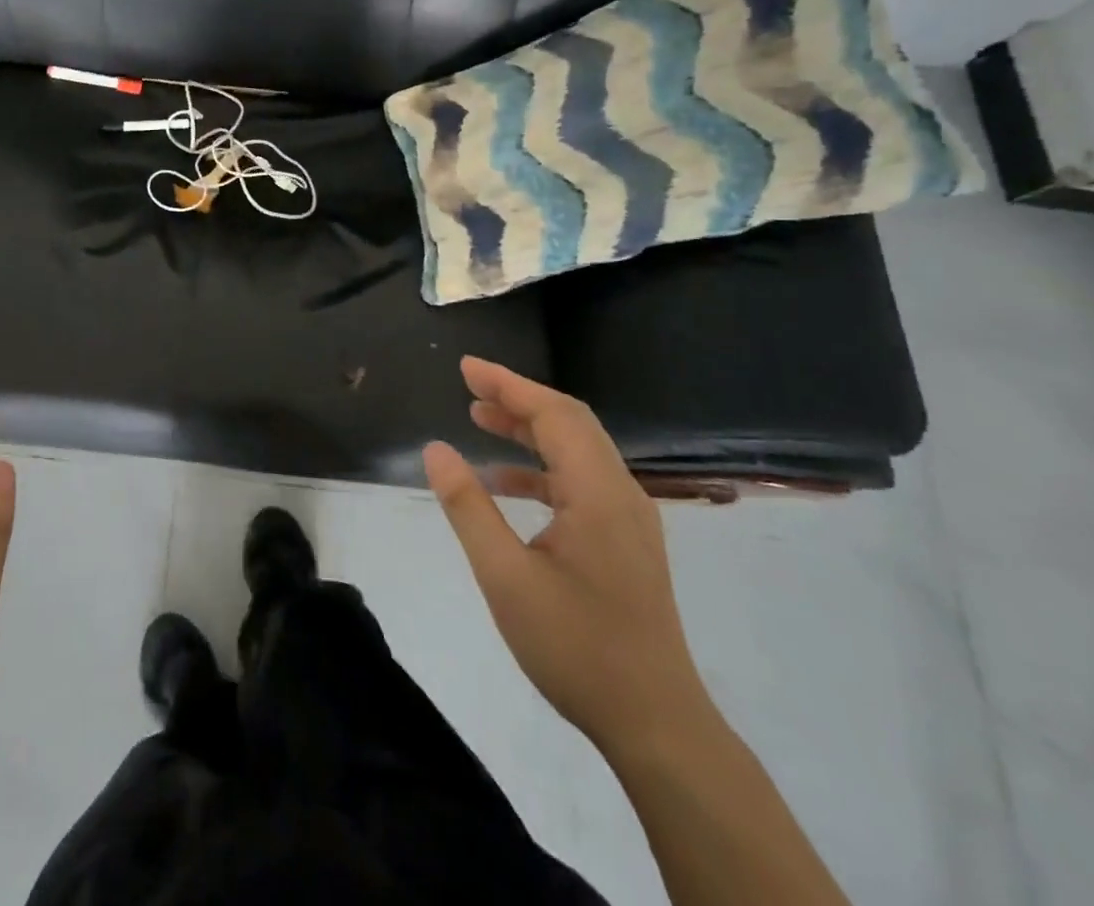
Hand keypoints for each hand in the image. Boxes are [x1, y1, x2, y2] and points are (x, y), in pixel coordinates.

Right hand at [423, 357, 712, 756]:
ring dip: (530, 431)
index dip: (508, 385)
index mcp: (598, 494)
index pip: (554, 415)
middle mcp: (621, 494)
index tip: (465, 367)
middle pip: (570, 423)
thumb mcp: (505, 576)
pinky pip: (581, 482)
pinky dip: (542, 469)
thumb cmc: (576, 647)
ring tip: (480, 419)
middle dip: (518, 398)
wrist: (657, 726)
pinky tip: (504, 483)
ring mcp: (628, 519)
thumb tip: (436, 449)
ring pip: (577, 451)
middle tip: (469, 385)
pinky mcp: (626, 543)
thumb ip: (468, 507)